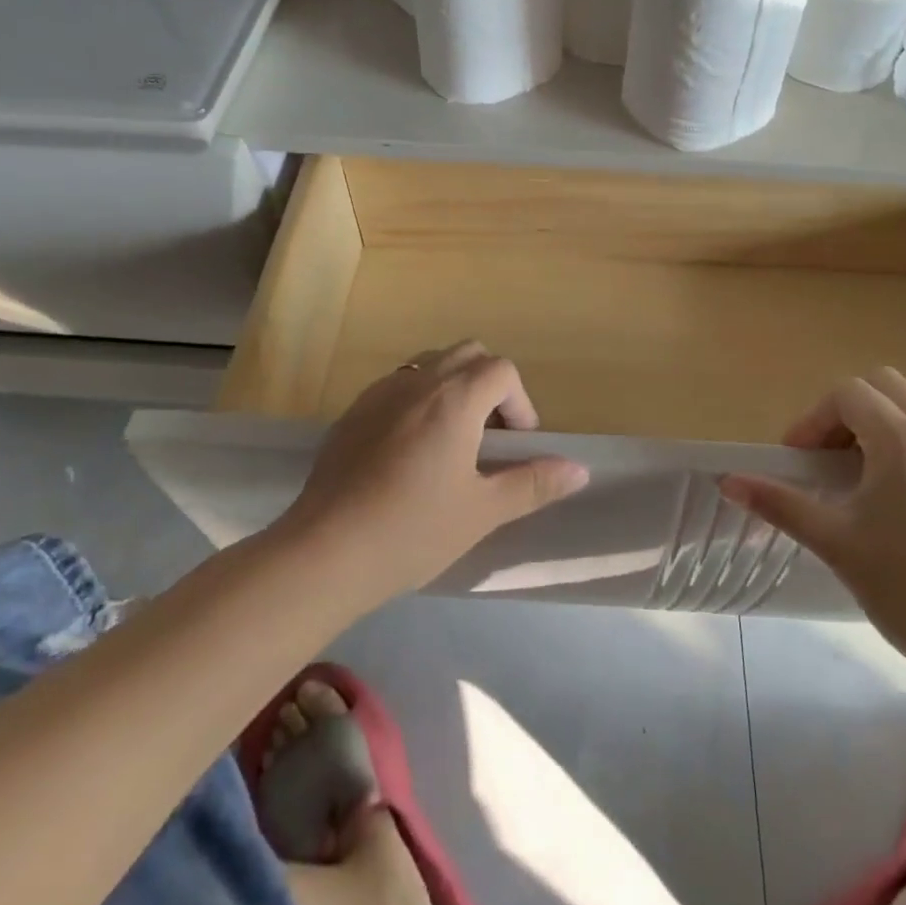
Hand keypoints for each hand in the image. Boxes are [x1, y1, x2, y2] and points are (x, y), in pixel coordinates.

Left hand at [276, 341, 589, 601]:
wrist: (326, 550)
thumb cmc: (414, 530)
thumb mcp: (482, 511)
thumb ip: (533, 483)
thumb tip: (579, 470)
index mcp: (455, 398)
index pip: (502, 369)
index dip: (520, 403)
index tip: (514, 446)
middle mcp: (417, 381)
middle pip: (468, 354)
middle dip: (489, 386)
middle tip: (489, 437)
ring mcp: (379, 392)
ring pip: (429, 364)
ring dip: (452, 388)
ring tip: (451, 442)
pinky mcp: (352, 412)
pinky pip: (397, 386)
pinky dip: (418, 401)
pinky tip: (408, 452)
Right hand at [720, 367, 905, 672]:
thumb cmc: (901, 583)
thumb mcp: (832, 539)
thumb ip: (778, 502)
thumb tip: (727, 482)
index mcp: (898, 440)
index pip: (847, 395)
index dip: (815, 420)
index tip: (799, 459)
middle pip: (886, 384)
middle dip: (850, 409)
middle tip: (831, 456)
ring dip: (894, 410)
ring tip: (875, 453)